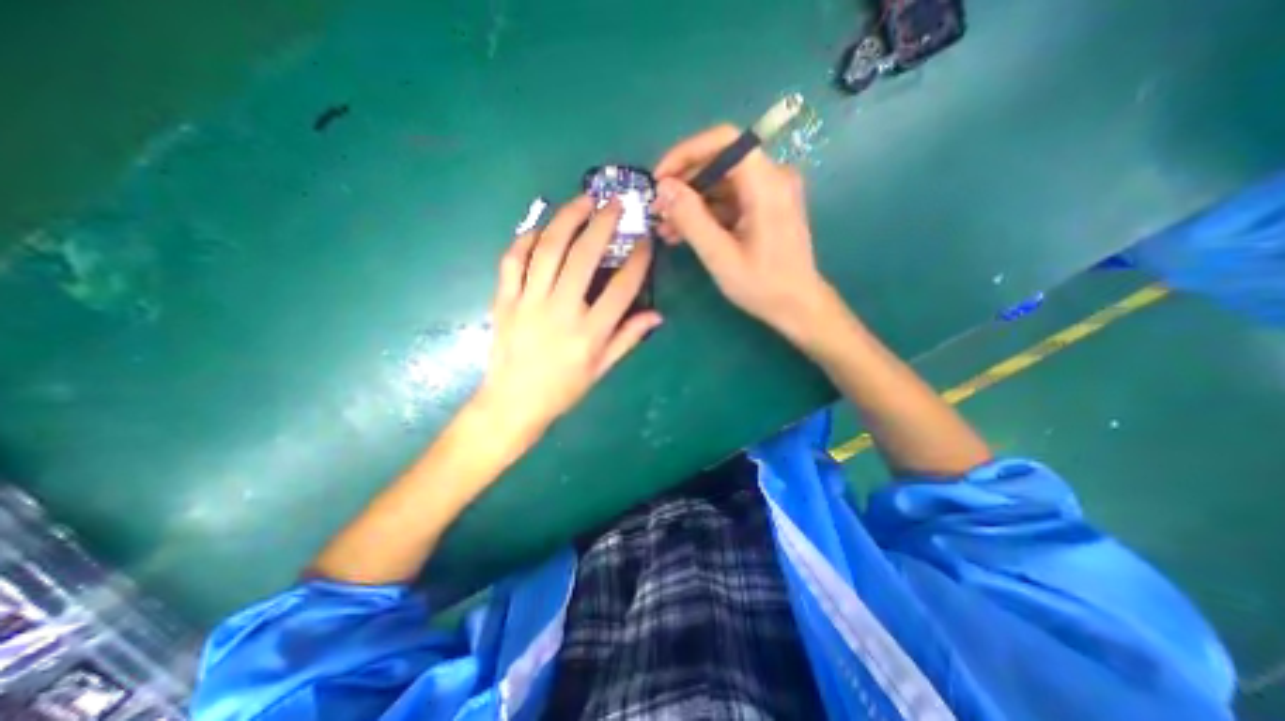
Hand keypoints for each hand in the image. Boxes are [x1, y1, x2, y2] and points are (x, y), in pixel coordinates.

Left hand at [471, 196, 661, 447]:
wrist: (513, 403)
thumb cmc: (563, 389)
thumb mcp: (601, 369)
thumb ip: (628, 338)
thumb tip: (656, 315)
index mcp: (589, 333)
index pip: (621, 288)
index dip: (637, 260)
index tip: (644, 241)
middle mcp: (561, 311)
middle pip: (583, 257)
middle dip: (602, 224)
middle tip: (614, 204)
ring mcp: (528, 302)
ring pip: (547, 249)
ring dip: (567, 219)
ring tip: (582, 200)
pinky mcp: (504, 300)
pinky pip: (512, 260)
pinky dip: (526, 238)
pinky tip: (541, 227)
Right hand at [656, 124, 827, 337]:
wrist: (797, 306)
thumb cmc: (763, 286)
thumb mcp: (720, 256)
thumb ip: (691, 219)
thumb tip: (663, 188)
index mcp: (767, 184)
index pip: (724, 141)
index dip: (686, 153)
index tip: (660, 178)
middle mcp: (772, 178)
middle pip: (719, 162)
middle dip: (684, 184)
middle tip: (657, 211)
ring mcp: (770, 192)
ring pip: (721, 183)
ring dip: (691, 203)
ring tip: (665, 228)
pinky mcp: (765, 207)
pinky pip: (729, 200)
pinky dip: (705, 213)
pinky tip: (683, 233)